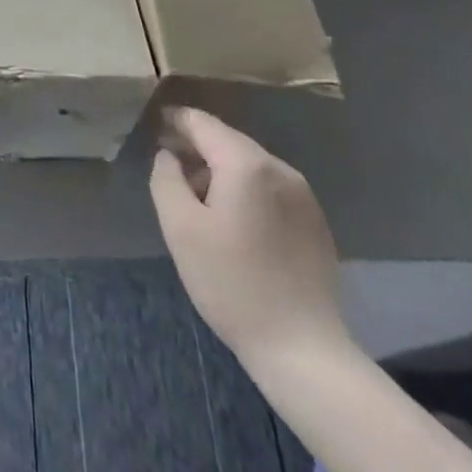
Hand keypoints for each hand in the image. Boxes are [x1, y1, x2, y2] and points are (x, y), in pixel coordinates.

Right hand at [150, 107, 346, 373]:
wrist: (303, 350)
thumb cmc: (232, 284)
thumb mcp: (181, 229)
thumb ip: (166, 179)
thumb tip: (169, 156)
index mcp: (246, 163)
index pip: (203, 123)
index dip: (176, 121)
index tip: (156, 126)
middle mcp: (279, 168)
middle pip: (228, 141)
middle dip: (198, 148)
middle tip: (172, 164)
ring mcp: (303, 195)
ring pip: (251, 165)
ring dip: (222, 170)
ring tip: (201, 198)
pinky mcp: (315, 222)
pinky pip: (271, 188)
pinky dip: (247, 190)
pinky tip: (236, 222)